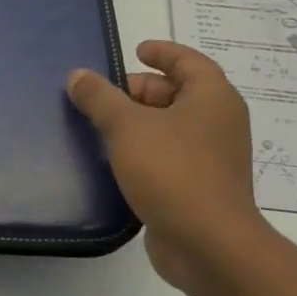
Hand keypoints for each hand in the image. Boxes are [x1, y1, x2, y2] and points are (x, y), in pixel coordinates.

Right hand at [67, 41, 270, 291]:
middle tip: (104, 95)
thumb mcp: (126, 126)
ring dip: (139, 122)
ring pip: (171, 126)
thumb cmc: (172, 171)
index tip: (135, 50)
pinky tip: (114, 159)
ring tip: (100, 125)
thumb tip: (78, 76)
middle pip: (178, 93)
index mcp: (212, 98)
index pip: (189, 62)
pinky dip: (145, 149)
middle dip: (140, 90)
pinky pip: (170, 155)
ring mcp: (212, 157)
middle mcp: (218, 123)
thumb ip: (100, 97)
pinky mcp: (200, 187)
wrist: (209, 245)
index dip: (163, 52)